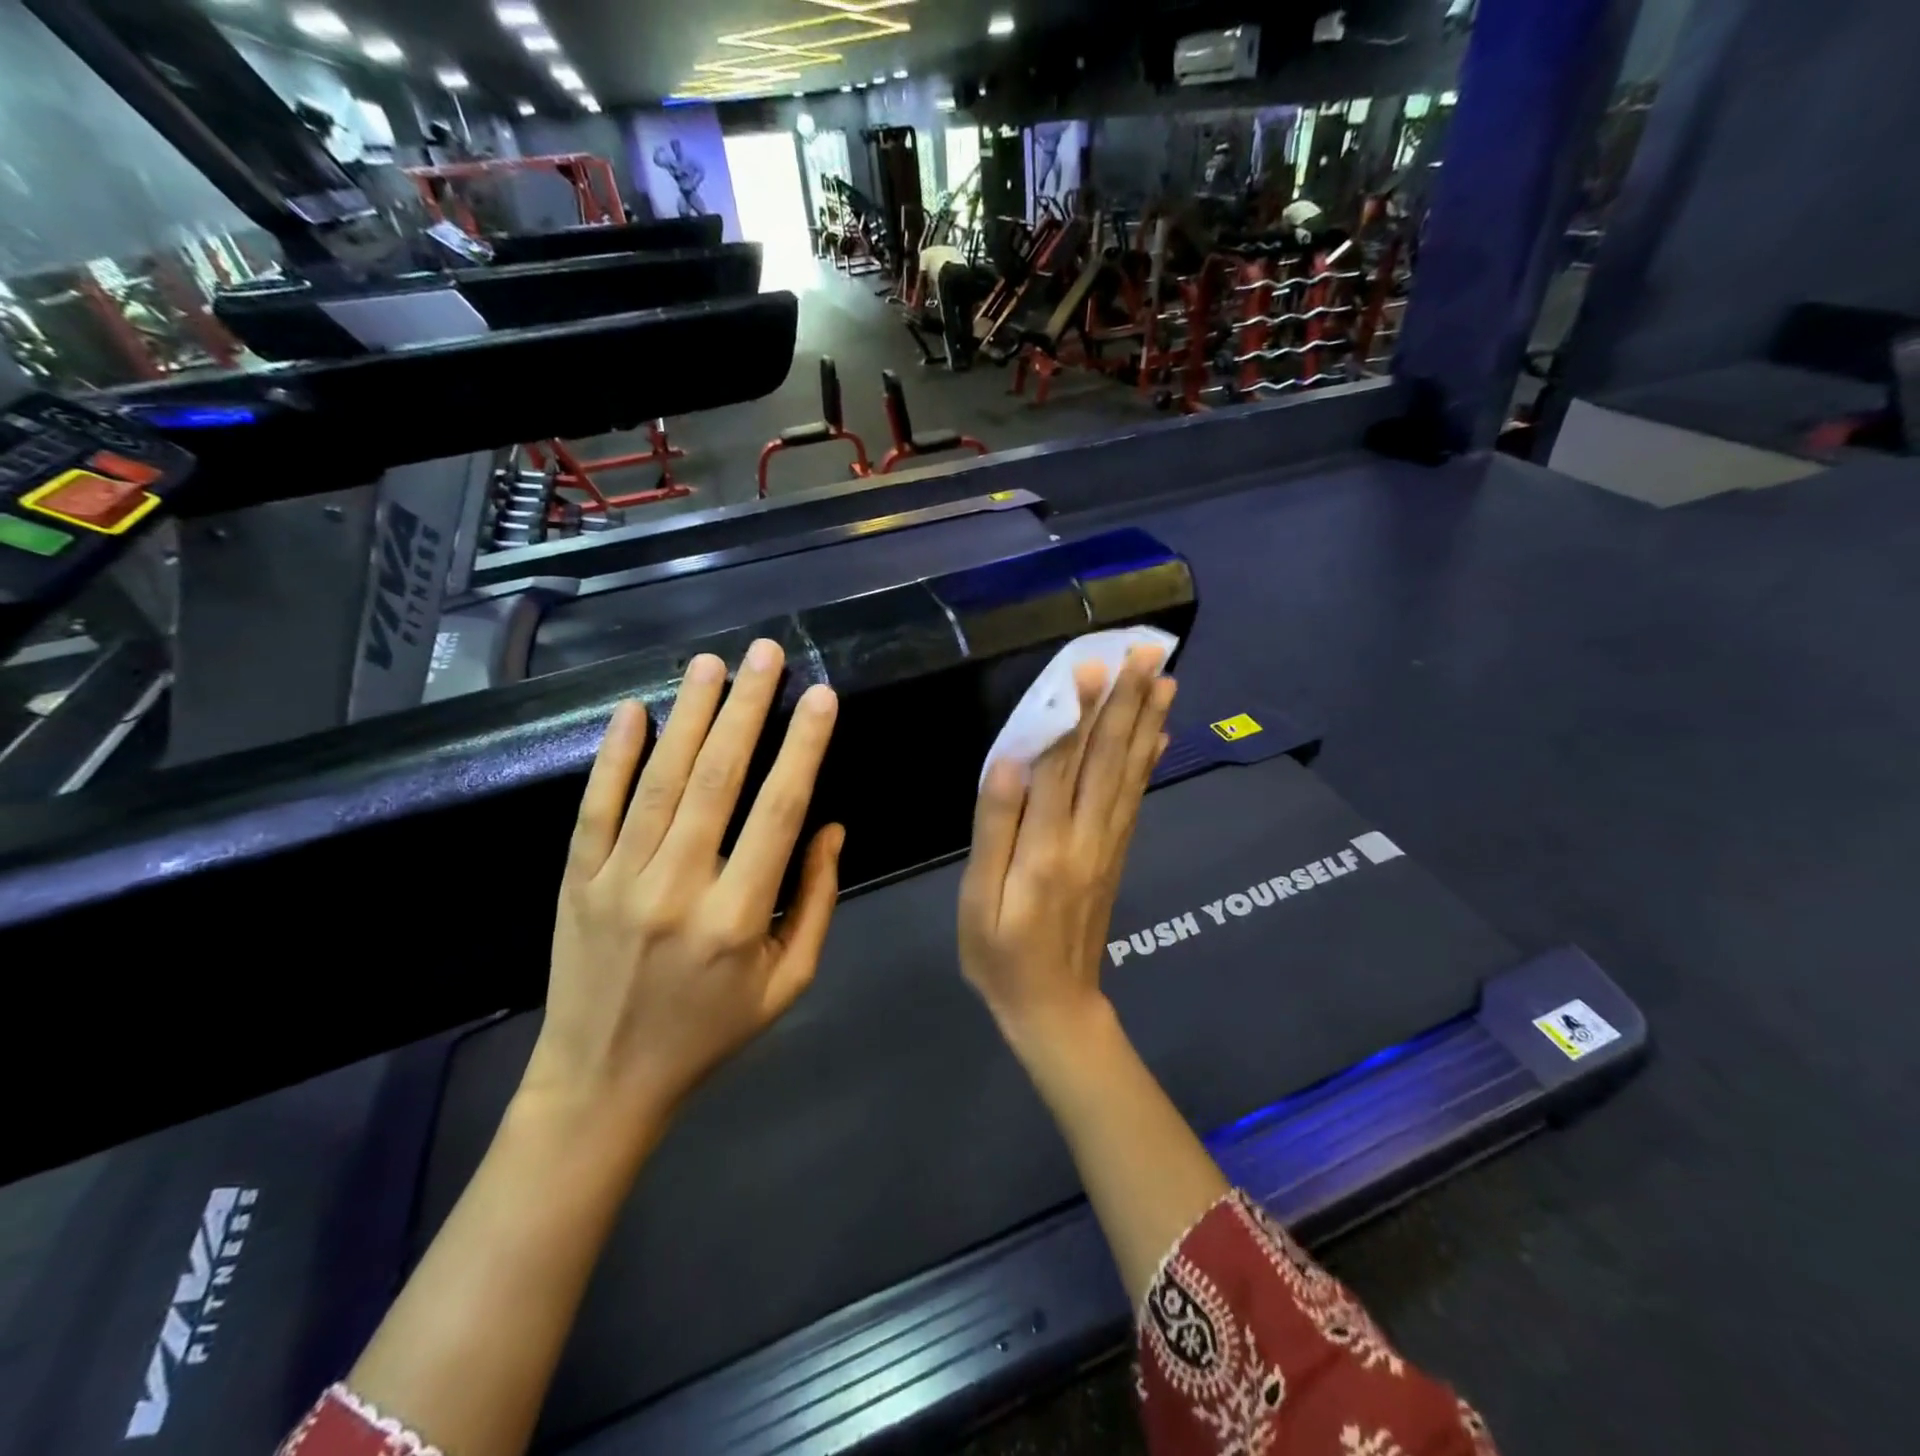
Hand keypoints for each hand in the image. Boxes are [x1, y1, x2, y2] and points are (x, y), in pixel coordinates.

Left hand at [520, 639, 843, 1141]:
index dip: (803, 749)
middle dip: (747, 708)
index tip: (821, 697)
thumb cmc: (711, 1032)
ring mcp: (619, 880)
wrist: (603, 1081)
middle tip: (766, 654)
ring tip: (712, 664)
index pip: (778, 812)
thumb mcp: (788, 982)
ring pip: (658, 781)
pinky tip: (632, 711)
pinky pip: (596, 807)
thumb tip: (830, 826)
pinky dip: (613, 756)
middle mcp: (677, 888)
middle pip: (716, 780)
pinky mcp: (578, 880)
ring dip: (688, 716)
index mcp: (738, 917)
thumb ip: (816, 901)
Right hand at [958, 646, 1175, 1059]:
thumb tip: (1009, 763)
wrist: (1054, 1007)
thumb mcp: (978, 899)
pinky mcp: (1116, 854)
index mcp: (1045, 846)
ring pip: (1128, 773)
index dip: (1076, 714)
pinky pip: (1135, 799)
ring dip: (1147, 722)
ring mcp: (1108, 845)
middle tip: (1146, 653)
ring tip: (1165, 677)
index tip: (1090, 666)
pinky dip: (1148, 762)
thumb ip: (994, 828)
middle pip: (1107, 759)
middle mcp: (1086, 837)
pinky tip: (1160, 735)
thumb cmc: (1000, 954)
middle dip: (1126, 702)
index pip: (1062, 765)